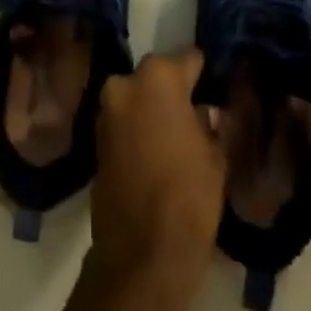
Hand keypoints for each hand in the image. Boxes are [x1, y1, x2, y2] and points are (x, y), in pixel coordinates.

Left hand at [91, 49, 226, 286]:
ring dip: (152, 109)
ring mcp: (106, 109)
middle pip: (157, 76)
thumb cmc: (188, 196)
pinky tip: (157, 150)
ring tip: (178, 134)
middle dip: (173, 91)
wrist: (142, 252)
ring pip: (137, 98)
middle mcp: (125, 83)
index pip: (187, 58)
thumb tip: (205, 111)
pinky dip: (138, 128)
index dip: (203, 72)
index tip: (214, 83)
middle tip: (196, 112)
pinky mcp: (95, 137)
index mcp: (158, 78)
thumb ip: (209, 123)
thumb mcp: (215, 156)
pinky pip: (124, 121)